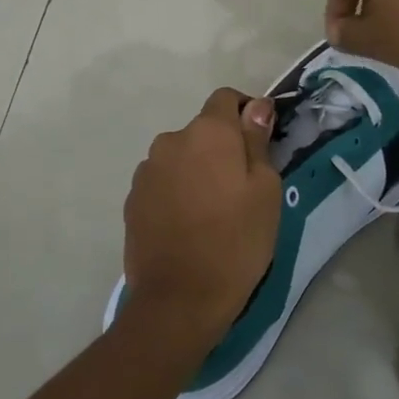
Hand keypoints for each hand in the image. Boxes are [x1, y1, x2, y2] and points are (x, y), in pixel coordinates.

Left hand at [123, 88, 282, 349]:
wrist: (178, 299)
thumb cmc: (235, 242)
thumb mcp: (265, 191)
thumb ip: (257, 141)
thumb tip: (257, 106)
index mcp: (208, 132)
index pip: (226, 98)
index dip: (245, 113)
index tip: (259, 142)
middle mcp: (171, 140)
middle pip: (202, 131)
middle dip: (221, 148)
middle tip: (241, 189)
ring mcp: (147, 170)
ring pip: (181, 158)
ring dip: (196, 171)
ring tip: (212, 212)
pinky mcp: (132, 199)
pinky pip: (162, 183)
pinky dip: (177, 192)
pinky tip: (188, 225)